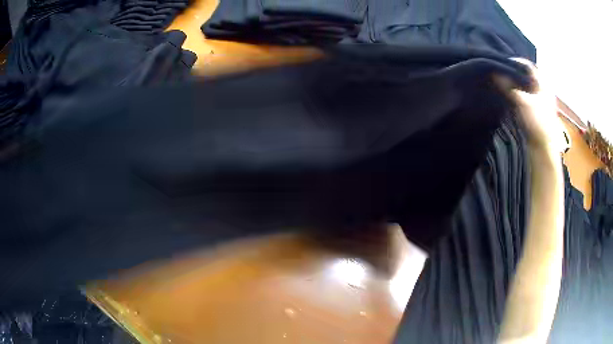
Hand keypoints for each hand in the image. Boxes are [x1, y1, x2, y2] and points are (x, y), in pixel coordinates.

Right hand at [494, 58, 567, 155]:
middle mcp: (543, 89)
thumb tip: (494, 73)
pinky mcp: (538, 110)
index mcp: (543, 84)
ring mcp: (542, 101)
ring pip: (527, 85)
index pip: (528, 65)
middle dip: (514, 72)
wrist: (544, 149)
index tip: (501, 63)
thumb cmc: (536, 123)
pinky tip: (511, 97)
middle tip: (501, 72)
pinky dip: (519, 93)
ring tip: (504, 83)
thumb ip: (508, 86)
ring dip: (516, 83)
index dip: (514, 62)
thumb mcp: (521, 102)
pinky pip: (527, 95)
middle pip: (527, 75)